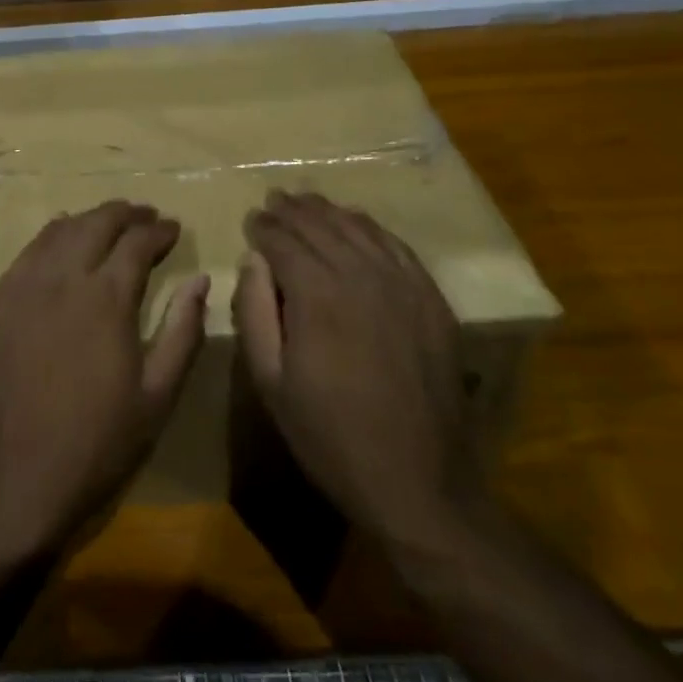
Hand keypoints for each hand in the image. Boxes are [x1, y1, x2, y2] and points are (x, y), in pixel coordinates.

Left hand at [0, 201, 208, 564]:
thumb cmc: (95, 446)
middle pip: (97, 223)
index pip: (137, 242)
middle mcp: (63, 278)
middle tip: (147, 216)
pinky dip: (52, 237)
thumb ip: (182, 331)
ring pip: (60, 230)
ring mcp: (23, 287)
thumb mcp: (156, 397)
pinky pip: (28, 252)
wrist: (10, 485)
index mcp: (106, 298)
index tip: (175, 229)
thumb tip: (200, 280)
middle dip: (126, 213)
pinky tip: (61, 245)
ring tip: (108, 224)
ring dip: (89, 220)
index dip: (160, 231)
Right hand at [235, 190, 481, 554]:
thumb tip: (253, 261)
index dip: (264, 227)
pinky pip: (396, 246)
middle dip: (292, 210)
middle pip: (320, 226)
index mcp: (317, 294)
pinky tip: (357, 223)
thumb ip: (255, 313)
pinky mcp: (431, 299)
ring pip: (358, 228)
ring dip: (328, 211)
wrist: (419, 482)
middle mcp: (360, 275)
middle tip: (274, 199)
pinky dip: (370, 227)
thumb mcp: (271, 383)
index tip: (251, 219)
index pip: (283, 241)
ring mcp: (402, 284)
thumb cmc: (331, 436)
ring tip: (307, 201)